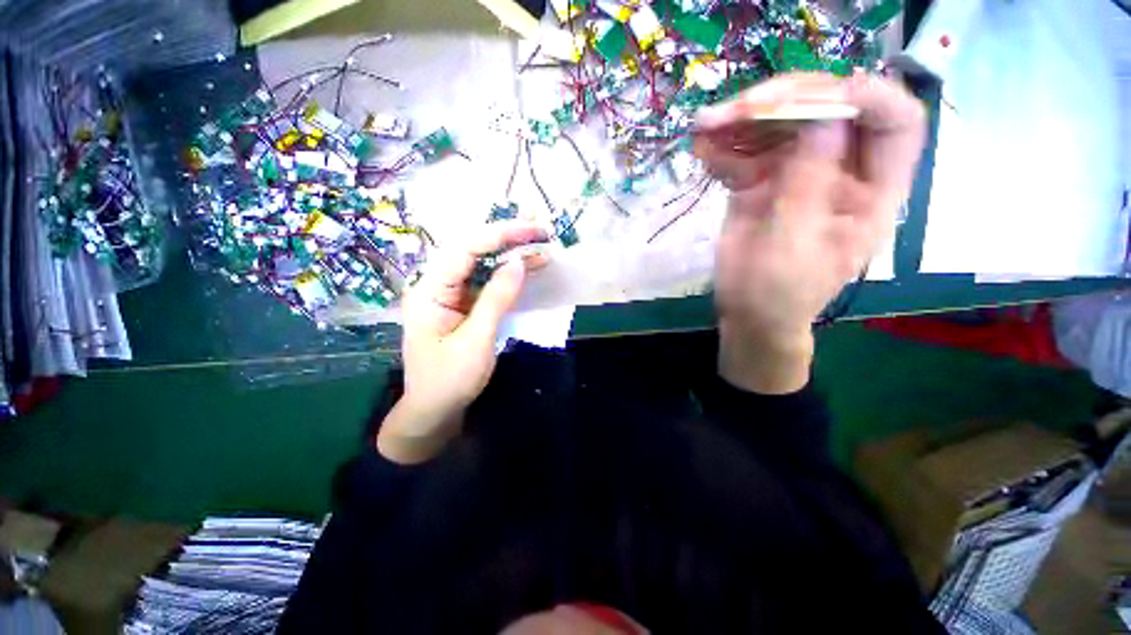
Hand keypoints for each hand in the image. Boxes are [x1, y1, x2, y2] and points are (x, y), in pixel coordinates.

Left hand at [377, 221, 549, 463]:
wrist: (435, 411)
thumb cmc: (449, 380)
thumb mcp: (476, 340)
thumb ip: (496, 299)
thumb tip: (518, 263)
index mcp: (429, 290)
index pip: (464, 249)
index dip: (499, 235)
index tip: (531, 230)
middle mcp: (437, 285)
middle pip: (472, 251)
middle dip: (506, 238)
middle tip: (539, 230)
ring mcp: (451, 295)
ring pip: (482, 265)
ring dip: (510, 254)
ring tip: (541, 245)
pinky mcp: (464, 305)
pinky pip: (487, 283)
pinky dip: (508, 275)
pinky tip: (528, 268)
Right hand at [694, 73, 925, 392]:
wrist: (746, 314)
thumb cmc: (778, 294)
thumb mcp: (794, 248)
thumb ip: (808, 187)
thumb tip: (824, 119)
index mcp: (871, 192)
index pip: (894, 122)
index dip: (864, 97)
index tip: (812, 100)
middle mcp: (839, 172)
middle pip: (829, 111)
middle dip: (784, 102)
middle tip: (736, 111)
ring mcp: (798, 174)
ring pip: (781, 126)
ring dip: (743, 121)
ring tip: (705, 126)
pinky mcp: (762, 183)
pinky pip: (746, 153)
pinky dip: (723, 148)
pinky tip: (702, 150)